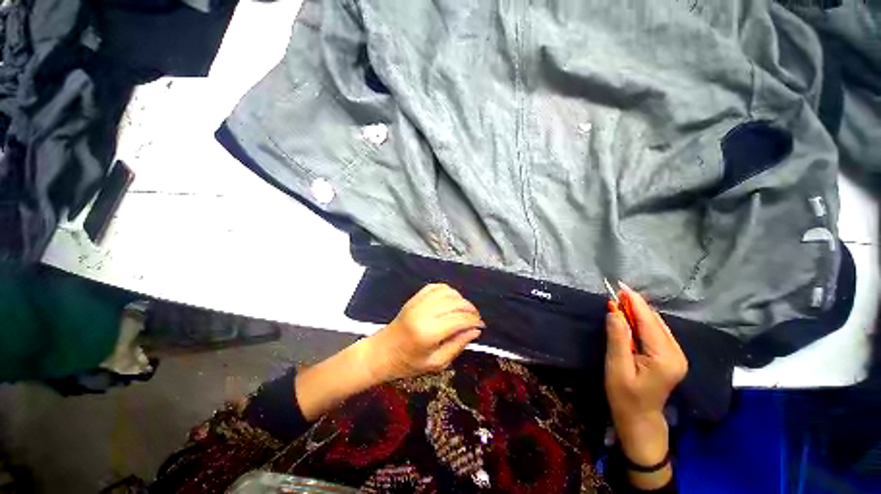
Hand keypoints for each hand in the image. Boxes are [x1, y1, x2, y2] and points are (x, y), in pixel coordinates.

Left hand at [366, 284, 484, 381]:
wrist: (382, 352)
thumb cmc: (408, 363)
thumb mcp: (436, 363)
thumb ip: (457, 345)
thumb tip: (476, 330)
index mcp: (429, 332)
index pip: (459, 319)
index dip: (474, 320)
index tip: (481, 325)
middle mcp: (424, 312)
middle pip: (455, 303)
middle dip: (470, 309)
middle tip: (476, 318)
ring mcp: (418, 302)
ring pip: (447, 292)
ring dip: (460, 299)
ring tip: (464, 310)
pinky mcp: (414, 298)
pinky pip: (436, 287)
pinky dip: (447, 291)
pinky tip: (451, 300)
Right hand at [605, 284, 686, 485]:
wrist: (639, 419)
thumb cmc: (624, 396)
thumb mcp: (616, 367)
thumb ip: (617, 338)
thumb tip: (614, 311)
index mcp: (665, 357)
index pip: (649, 322)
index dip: (635, 302)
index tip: (620, 286)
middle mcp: (676, 353)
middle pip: (655, 321)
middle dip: (635, 305)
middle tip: (615, 293)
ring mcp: (676, 355)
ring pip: (657, 325)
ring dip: (638, 312)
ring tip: (619, 302)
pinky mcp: (671, 356)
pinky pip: (657, 332)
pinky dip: (642, 322)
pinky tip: (630, 318)